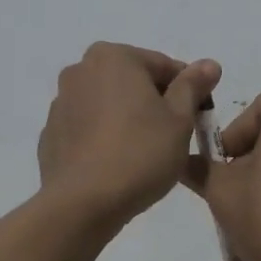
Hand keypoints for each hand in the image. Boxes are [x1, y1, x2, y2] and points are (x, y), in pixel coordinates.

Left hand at [38, 42, 220, 225]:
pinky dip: (103, 138)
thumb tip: (209, 64)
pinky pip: (88, 129)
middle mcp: (80, 70)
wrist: (82, 203)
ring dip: (128, 119)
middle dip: (154, 103)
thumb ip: (193, 86)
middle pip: (133, 81)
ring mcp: (60, 103)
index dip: (188, 91)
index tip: (198, 119)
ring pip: (108, 104)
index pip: (164, 66)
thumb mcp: (179, 119)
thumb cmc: (140, 153)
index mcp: (113, 57)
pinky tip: (116, 165)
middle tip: (173, 137)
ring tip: (144, 154)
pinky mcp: (51, 134)